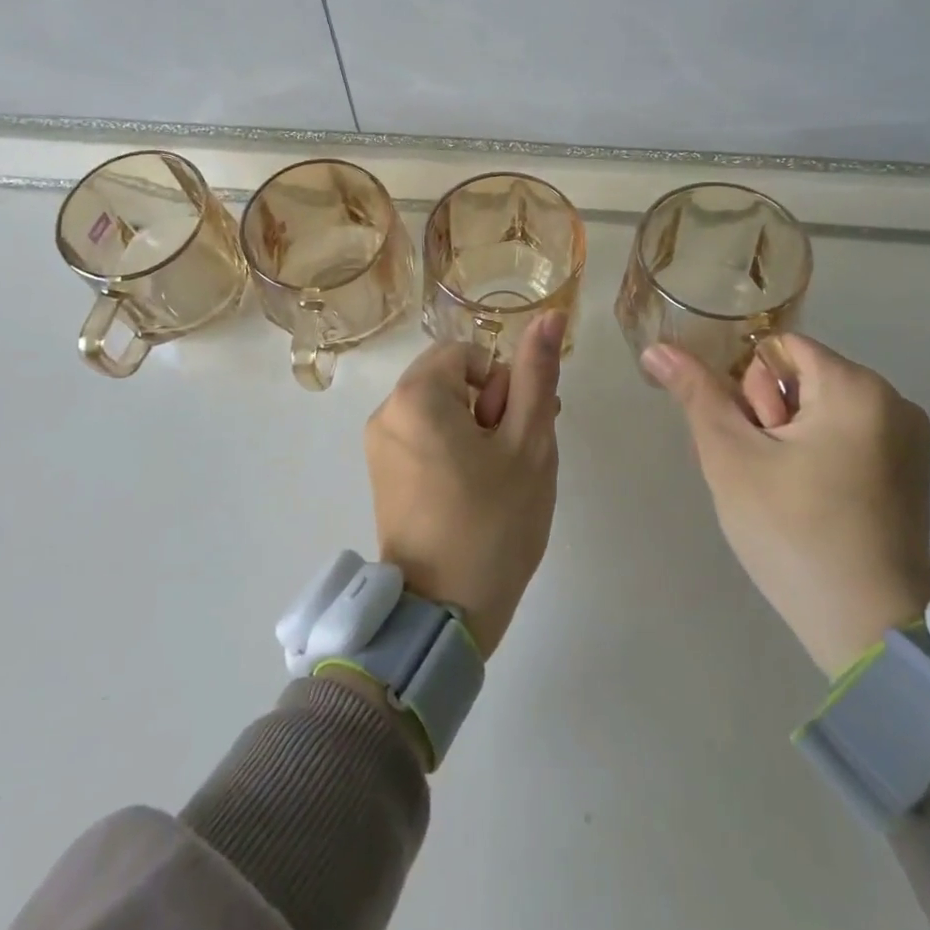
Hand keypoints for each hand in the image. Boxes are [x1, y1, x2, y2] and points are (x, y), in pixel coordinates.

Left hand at [363, 312, 566, 658]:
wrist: (444, 613)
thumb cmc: (493, 522)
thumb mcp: (528, 442)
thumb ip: (536, 374)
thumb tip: (550, 315)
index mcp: (416, 395)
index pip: (469, 353)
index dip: (501, 385)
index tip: (511, 431)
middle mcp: (387, 411)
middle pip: (451, 378)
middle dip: (490, 405)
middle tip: (513, 457)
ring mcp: (379, 446)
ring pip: (441, 409)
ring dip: (475, 429)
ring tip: (498, 479)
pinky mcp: (382, 475)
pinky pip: (423, 437)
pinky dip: (452, 450)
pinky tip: (474, 492)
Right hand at [642, 333, 929, 677]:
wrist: (868, 632)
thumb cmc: (794, 533)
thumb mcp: (731, 458)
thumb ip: (695, 394)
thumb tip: (656, 349)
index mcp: (857, 387)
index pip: (776, 348)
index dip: (749, 389)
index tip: (754, 440)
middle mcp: (894, 401)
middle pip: (799, 377)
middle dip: (767, 415)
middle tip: (765, 472)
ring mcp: (908, 439)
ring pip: (816, 409)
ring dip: (785, 437)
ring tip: (782, 491)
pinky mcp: (909, 472)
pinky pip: (843, 436)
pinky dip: (814, 455)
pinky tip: (806, 500)